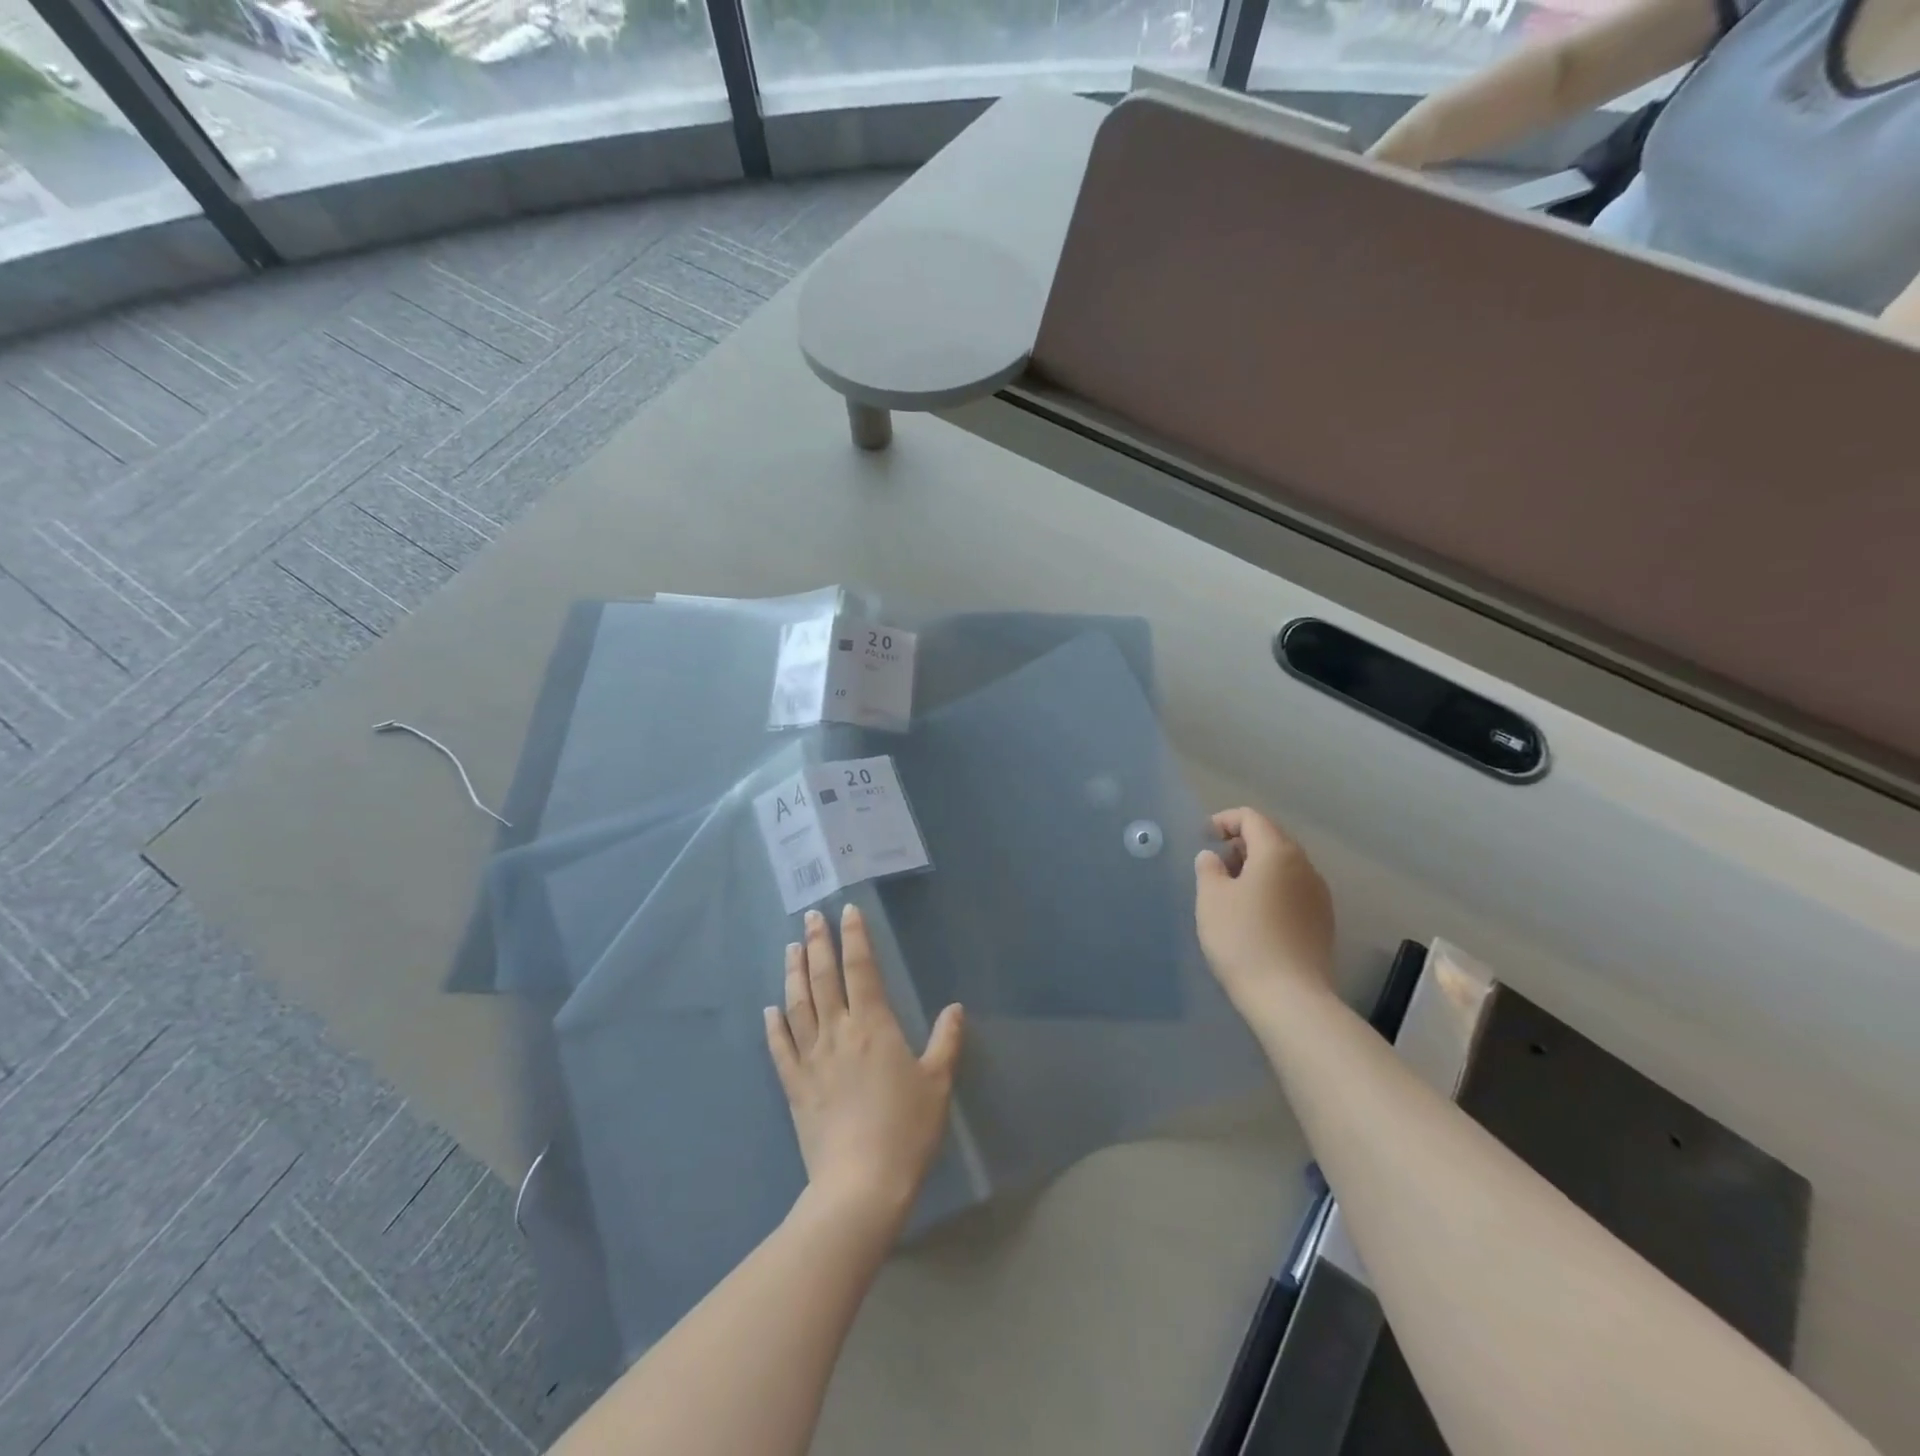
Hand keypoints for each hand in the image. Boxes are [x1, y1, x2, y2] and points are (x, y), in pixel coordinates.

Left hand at [765, 903, 964, 1230]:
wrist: (861, 1185)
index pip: (861, 969)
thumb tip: (955, 1007)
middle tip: (811, 916)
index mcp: (874, 1026)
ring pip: (798, 1005)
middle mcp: (838, 1032)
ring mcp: (811, 1059)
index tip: (848, 911)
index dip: (855, 937)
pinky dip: (774, 1025)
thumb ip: (946, 1041)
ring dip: (794, 973)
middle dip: (819, 943)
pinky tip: (769, 1008)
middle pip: (824, 978)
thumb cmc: (906, 1130)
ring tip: (791, 947)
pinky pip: (780, 1047)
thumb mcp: (938, 1083)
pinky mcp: (794, 1086)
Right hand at [1195, 807, 1335, 1009]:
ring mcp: (1319, 896)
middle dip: (1241, 844)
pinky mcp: (1322, 922)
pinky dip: (1271, 890)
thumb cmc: (1243, 939)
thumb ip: (1209, 868)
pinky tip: (1253, 915)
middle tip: (1214, 864)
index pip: (1252, 818)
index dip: (1224, 820)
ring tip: (1230, 891)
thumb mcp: (1211, 898)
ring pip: (1284, 867)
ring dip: (1256, 868)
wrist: (1289, 998)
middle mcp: (1305, 867)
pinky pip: (1293, 891)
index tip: (1203, 837)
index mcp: (1278, 853)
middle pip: (1272, 839)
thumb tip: (1213, 857)